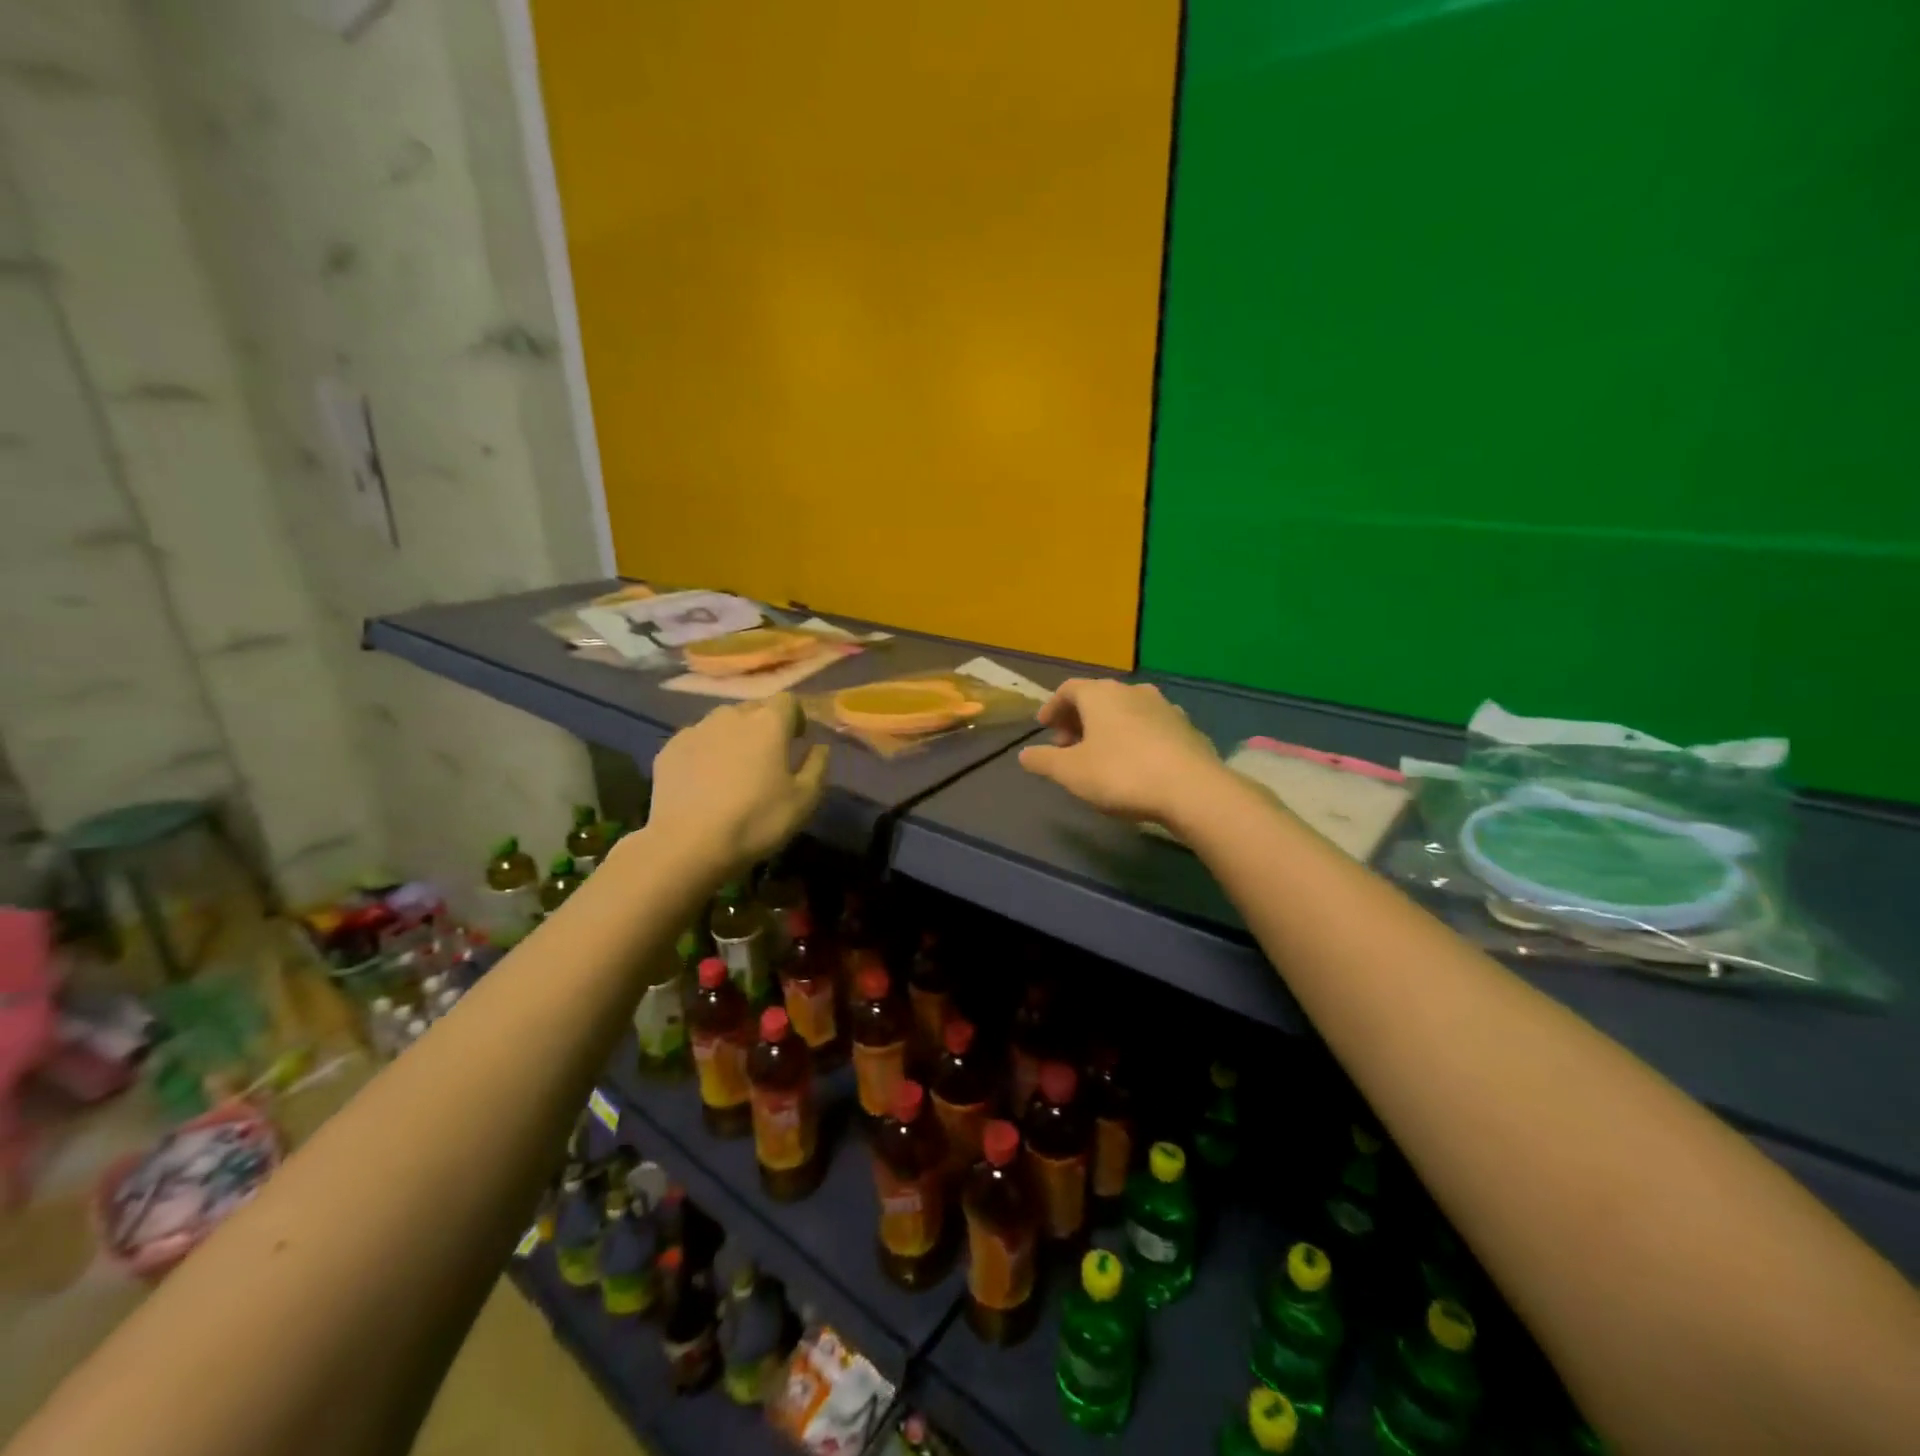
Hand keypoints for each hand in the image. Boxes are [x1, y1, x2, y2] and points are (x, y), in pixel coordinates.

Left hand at [647, 695, 828, 875]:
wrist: (687, 845)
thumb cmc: (756, 820)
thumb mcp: (804, 800)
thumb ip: (817, 766)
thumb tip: (819, 747)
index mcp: (768, 722)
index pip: (788, 700)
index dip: (795, 718)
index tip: (796, 741)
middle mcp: (731, 716)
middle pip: (753, 709)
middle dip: (763, 727)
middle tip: (766, 759)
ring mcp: (695, 730)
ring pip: (721, 724)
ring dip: (732, 738)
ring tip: (733, 770)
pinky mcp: (668, 749)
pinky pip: (695, 742)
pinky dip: (704, 753)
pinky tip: (704, 783)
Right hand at [1017, 678, 1225, 824]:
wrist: (1192, 789)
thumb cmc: (1121, 774)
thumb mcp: (1071, 772)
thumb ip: (1044, 761)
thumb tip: (1024, 754)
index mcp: (1101, 694)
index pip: (1069, 689)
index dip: (1053, 706)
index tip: (1044, 726)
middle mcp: (1132, 691)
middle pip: (1098, 698)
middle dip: (1078, 719)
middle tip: (1066, 745)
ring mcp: (1164, 707)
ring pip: (1125, 711)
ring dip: (1107, 728)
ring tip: (1099, 755)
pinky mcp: (1186, 728)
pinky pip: (1149, 726)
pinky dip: (1133, 737)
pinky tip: (1133, 762)